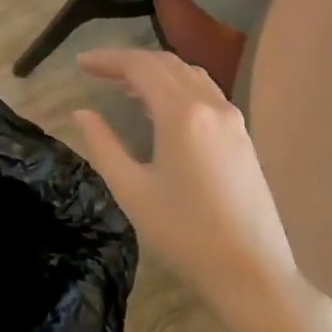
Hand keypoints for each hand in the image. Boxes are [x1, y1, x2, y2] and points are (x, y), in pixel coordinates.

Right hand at [71, 48, 298, 298]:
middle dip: (129, 62)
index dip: (108, 59)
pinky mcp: (242, 137)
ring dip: (155, 72)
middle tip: (96, 71)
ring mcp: (232, 120)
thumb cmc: (184, 234)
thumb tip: (82, 113)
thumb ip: (103, 145)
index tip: (80, 63)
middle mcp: (211, 105)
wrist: (251, 272)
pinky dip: (176, 87)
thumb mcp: (132, 190)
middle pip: (166, 64)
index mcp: (182, 114)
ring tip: (123, 87)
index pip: (140, 67)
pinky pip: (205, 93)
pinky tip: (160, 110)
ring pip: (189, 75)